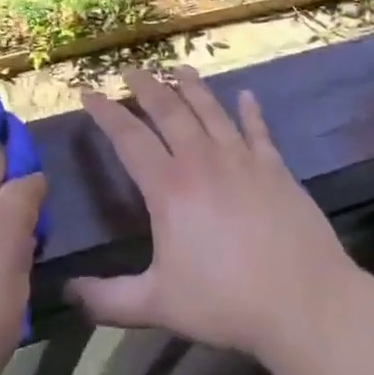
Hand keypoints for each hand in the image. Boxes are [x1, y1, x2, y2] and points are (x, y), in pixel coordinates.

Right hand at [70, 67, 354, 363]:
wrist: (306, 304)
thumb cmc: (227, 303)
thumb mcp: (158, 305)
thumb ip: (108, 299)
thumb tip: (67, 292)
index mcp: (169, 188)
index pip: (128, 137)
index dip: (105, 113)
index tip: (88, 93)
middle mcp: (202, 161)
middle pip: (169, 111)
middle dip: (146, 87)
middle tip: (131, 69)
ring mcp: (243, 161)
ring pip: (211, 111)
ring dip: (192, 87)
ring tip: (179, 68)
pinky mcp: (276, 170)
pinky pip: (258, 131)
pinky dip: (250, 111)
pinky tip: (247, 96)